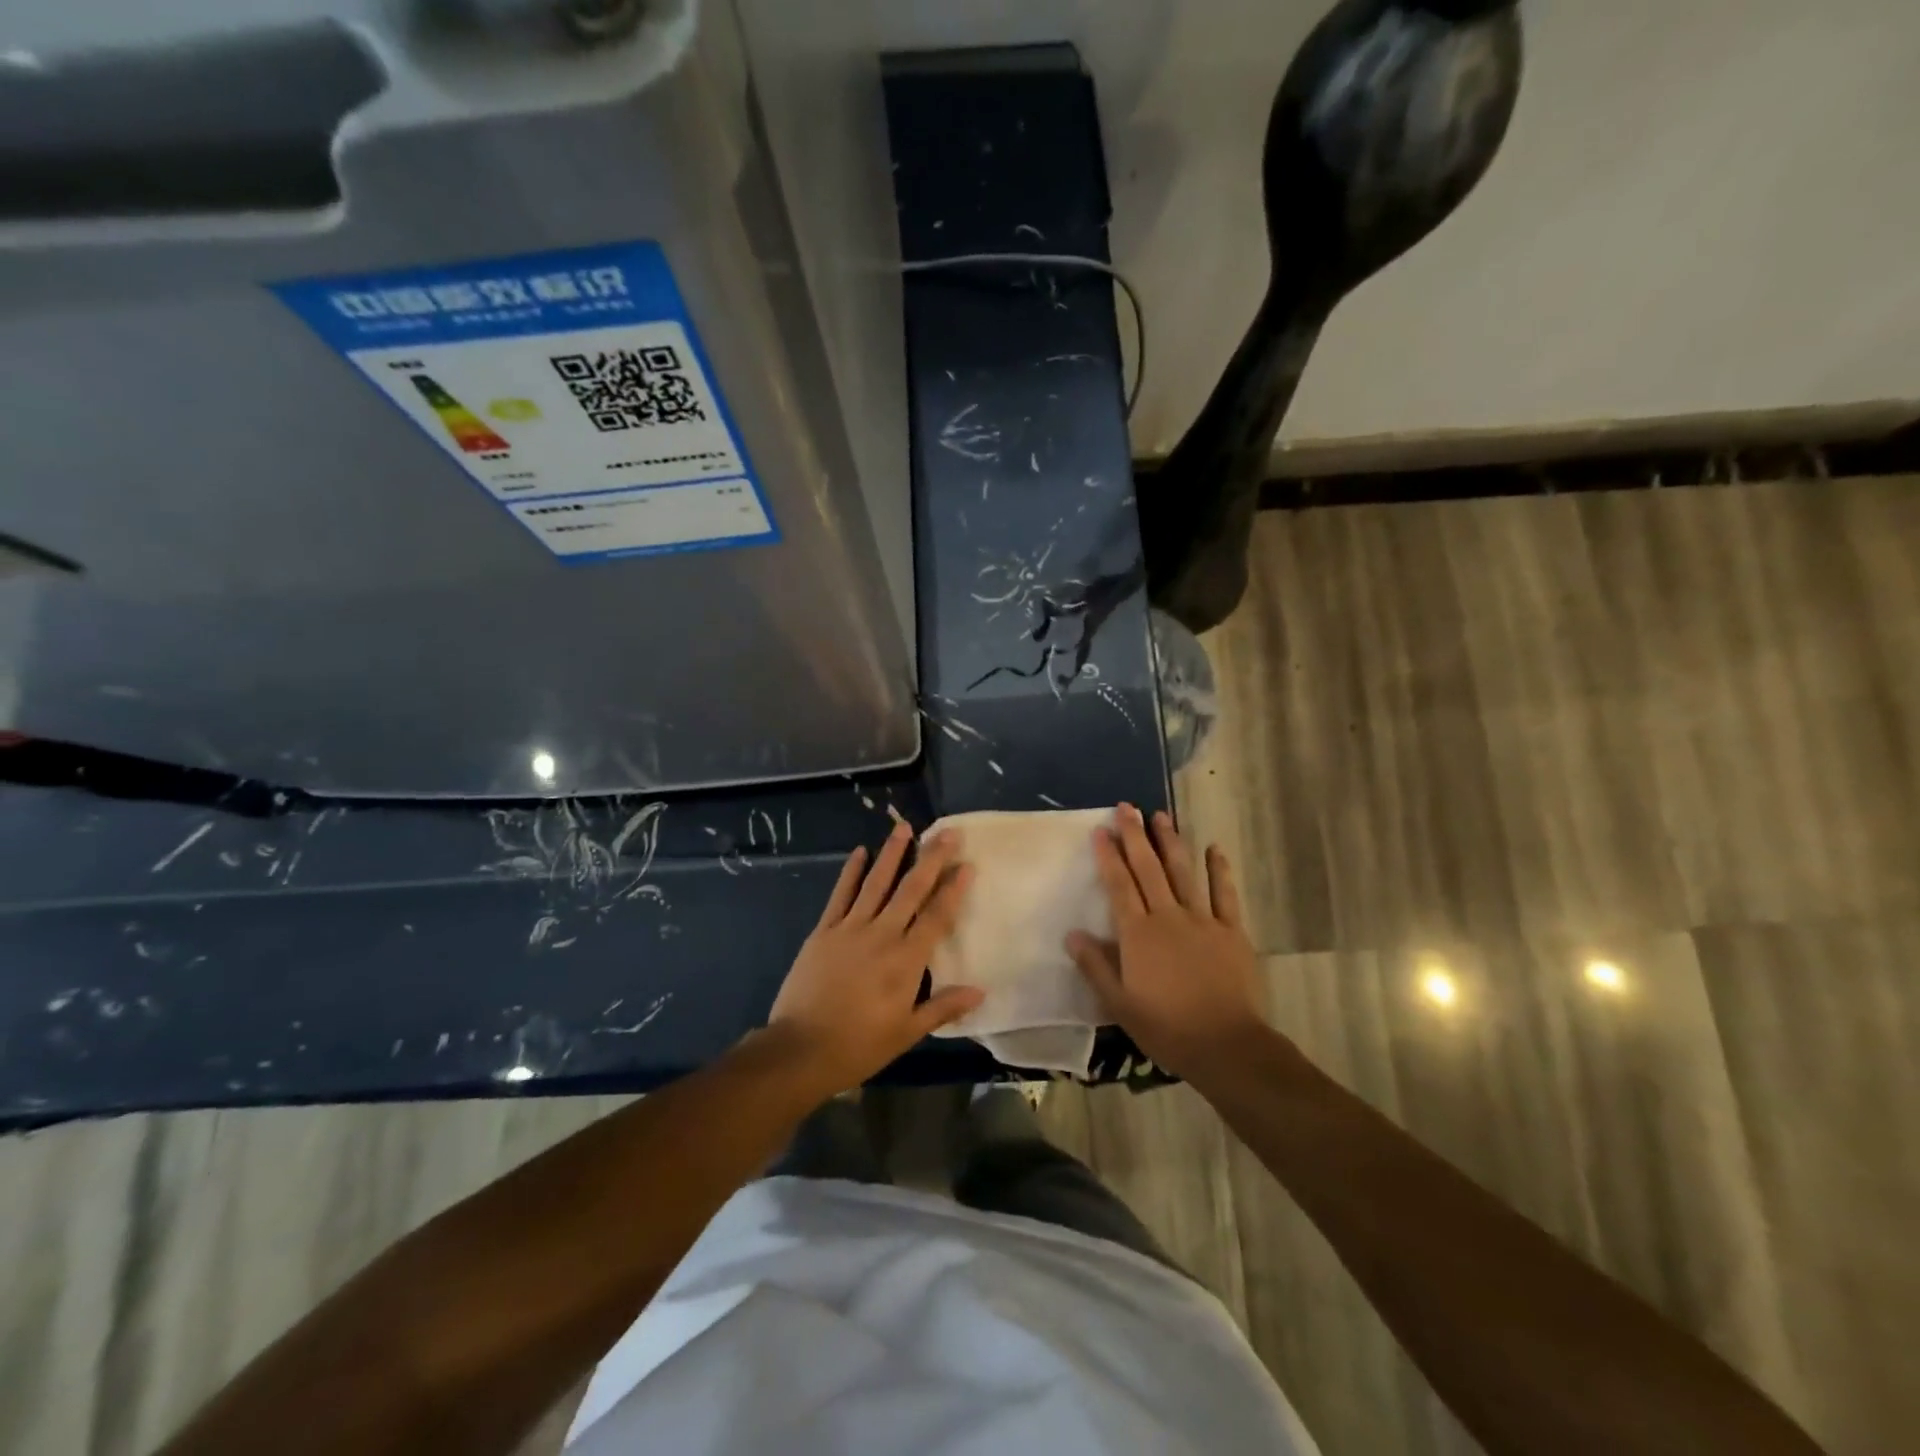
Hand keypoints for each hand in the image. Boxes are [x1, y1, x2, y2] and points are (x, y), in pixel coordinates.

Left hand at [766, 823, 983, 1097]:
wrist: (801, 1049)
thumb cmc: (859, 1045)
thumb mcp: (906, 1032)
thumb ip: (943, 1008)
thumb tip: (980, 992)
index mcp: (906, 960)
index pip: (937, 916)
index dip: (953, 889)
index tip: (967, 864)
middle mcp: (882, 935)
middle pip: (911, 890)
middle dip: (931, 859)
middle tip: (947, 833)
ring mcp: (850, 929)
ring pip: (876, 883)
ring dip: (892, 854)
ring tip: (904, 827)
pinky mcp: (824, 931)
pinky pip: (840, 895)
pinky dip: (851, 872)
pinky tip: (859, 851)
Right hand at [1066, 805, 1268, 1080]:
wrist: (1226, 1045)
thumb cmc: (1166, 1027)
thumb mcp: (1120, 1003)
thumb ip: (1095, 966)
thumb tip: (1072, 934)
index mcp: (1138, 934)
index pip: (1119, 885)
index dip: (1109, 855)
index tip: (1101, 829)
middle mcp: (1168, 917)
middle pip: (1148, 869)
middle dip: (1136, 836)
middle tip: (1127, 807)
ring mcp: (1203, 921)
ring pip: (1183, 873)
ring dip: (1172, 842)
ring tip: (1162, 815)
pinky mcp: (1232, 931)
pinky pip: (1225, 895)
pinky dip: (1219, 870)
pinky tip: (1214, 849)